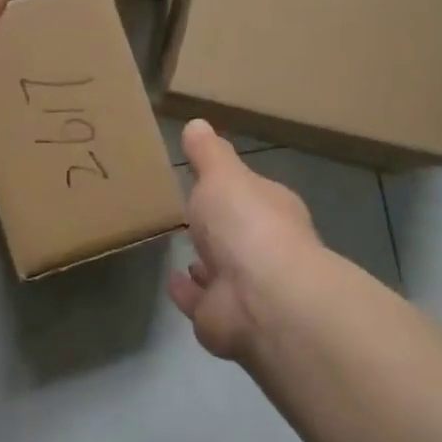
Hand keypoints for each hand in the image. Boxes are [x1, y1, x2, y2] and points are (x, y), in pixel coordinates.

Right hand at [169, 120, 323, 361]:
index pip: (252, 194)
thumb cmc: (245, 224)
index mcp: (271, 210)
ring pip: (221, 270)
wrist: (260, 296)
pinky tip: (171, 280)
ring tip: (180, 249)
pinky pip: (200, 301)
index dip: (233, 188)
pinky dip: (187, 291)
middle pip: (238, 234)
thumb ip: (208, 154)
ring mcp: (245, 287)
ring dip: (205, 262)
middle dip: (219, 228)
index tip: (208, 181)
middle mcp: (264, 249)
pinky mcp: (222, 317)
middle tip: (189, 215)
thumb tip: (197, 123)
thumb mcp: (222, 175)